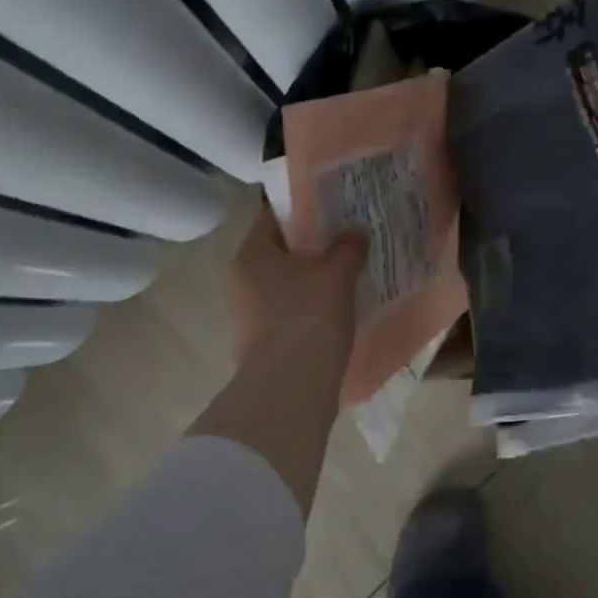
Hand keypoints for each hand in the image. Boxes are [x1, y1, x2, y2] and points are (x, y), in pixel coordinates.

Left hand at [228, 200, 367, 372]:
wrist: (289, 391)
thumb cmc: (308, 319)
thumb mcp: (336, 275)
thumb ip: (347, 248)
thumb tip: (355, 231)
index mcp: (252, 255)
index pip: (275, 216)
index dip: (305, 208)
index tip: (335, 206)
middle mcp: (242, 281)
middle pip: (281, 251)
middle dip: (314, 246)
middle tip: (349, 238)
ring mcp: (248, 315)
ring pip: (287, 284)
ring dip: (313, 279)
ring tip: (349, 273)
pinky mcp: (261, 343)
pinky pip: (290, 312)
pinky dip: (311, 307)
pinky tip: (338, 309)